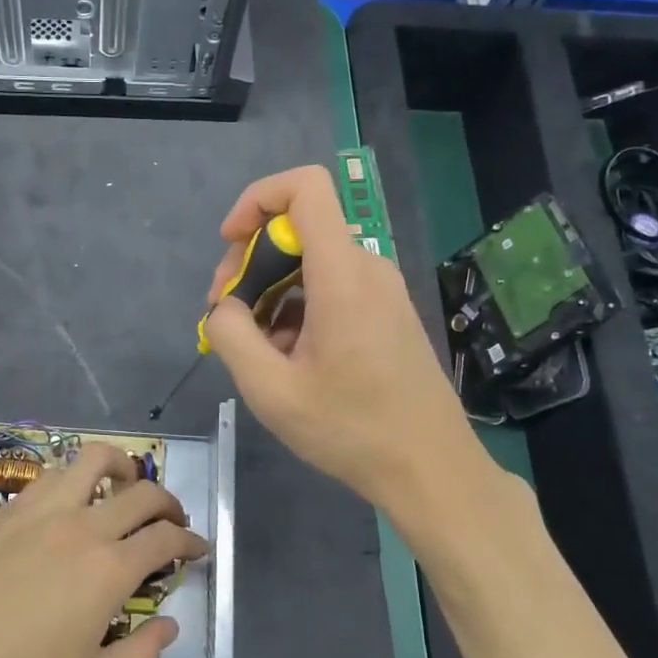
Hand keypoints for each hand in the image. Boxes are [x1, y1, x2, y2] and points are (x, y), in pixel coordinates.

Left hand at [0, 443, 207, 657]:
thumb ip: (142, 655)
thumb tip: (170, 625)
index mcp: (109, 569)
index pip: (166, 539)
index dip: (191, 541)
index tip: (199, 549)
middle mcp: (81, 526)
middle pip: (141, 492)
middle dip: (168, 502)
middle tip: (172, 520)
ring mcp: (41, 511)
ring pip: (92, 461)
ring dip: (121, 468)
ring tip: (125, 486)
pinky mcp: (7, 511)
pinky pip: (52, 475)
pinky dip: (76, 478)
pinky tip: (72, 502)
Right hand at [205, 165, 488, 510]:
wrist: (431, 470)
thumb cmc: (352, 430)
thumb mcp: (271, 391)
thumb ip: (233, 335)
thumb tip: (226, 307)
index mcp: (342, 274)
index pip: (305, 187)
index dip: (257, 199)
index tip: (230, 244)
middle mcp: (367, 268)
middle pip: (299, 229)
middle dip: (251, 261)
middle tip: (227, 315)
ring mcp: (382, 290)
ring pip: (312, 263)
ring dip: (272, 292)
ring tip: (256, 348)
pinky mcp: (388, 312)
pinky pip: (332, 287)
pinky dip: (299, 308)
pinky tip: (288, 358)